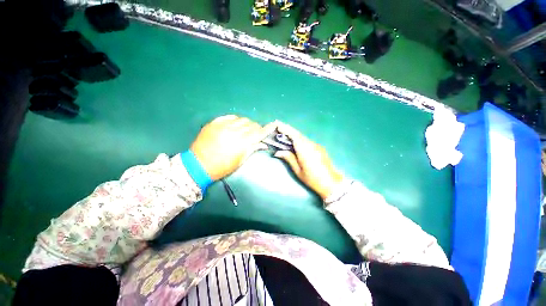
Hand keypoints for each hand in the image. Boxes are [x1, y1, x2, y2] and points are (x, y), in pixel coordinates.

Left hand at [191, 115, 272, 179]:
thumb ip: (252, 149)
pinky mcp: (214, 123)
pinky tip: (235, 125)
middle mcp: (233, 131)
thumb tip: (263, 143)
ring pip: (242, 119)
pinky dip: (236, 120)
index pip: (258, 133)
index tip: (273, 125)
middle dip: (257, 128)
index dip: (267, 128)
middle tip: (256, 133)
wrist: (198, 165)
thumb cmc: (222, 167)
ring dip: (247, 124)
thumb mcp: (239, 161)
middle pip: (251, 125)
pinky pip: (229, 117)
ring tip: (245, 130)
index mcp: (241, 143)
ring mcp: (223, 125)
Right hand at [273, 122, 343, 199]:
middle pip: (298, 134)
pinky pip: (307, 141)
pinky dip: (299, 140)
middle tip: (278, 128)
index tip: (278, 125)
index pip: (294, 136)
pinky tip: (295, 144)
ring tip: (284, 136)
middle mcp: (311, 144)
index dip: (285, 129)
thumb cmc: (313, 179)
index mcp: (305, 150)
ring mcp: (316, 145)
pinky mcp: (319, 148)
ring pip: (302, 137)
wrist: (331, 183)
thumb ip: (289, 158)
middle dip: (288, 130)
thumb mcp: (298, 171)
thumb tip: (277, 152)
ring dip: (293, 135)